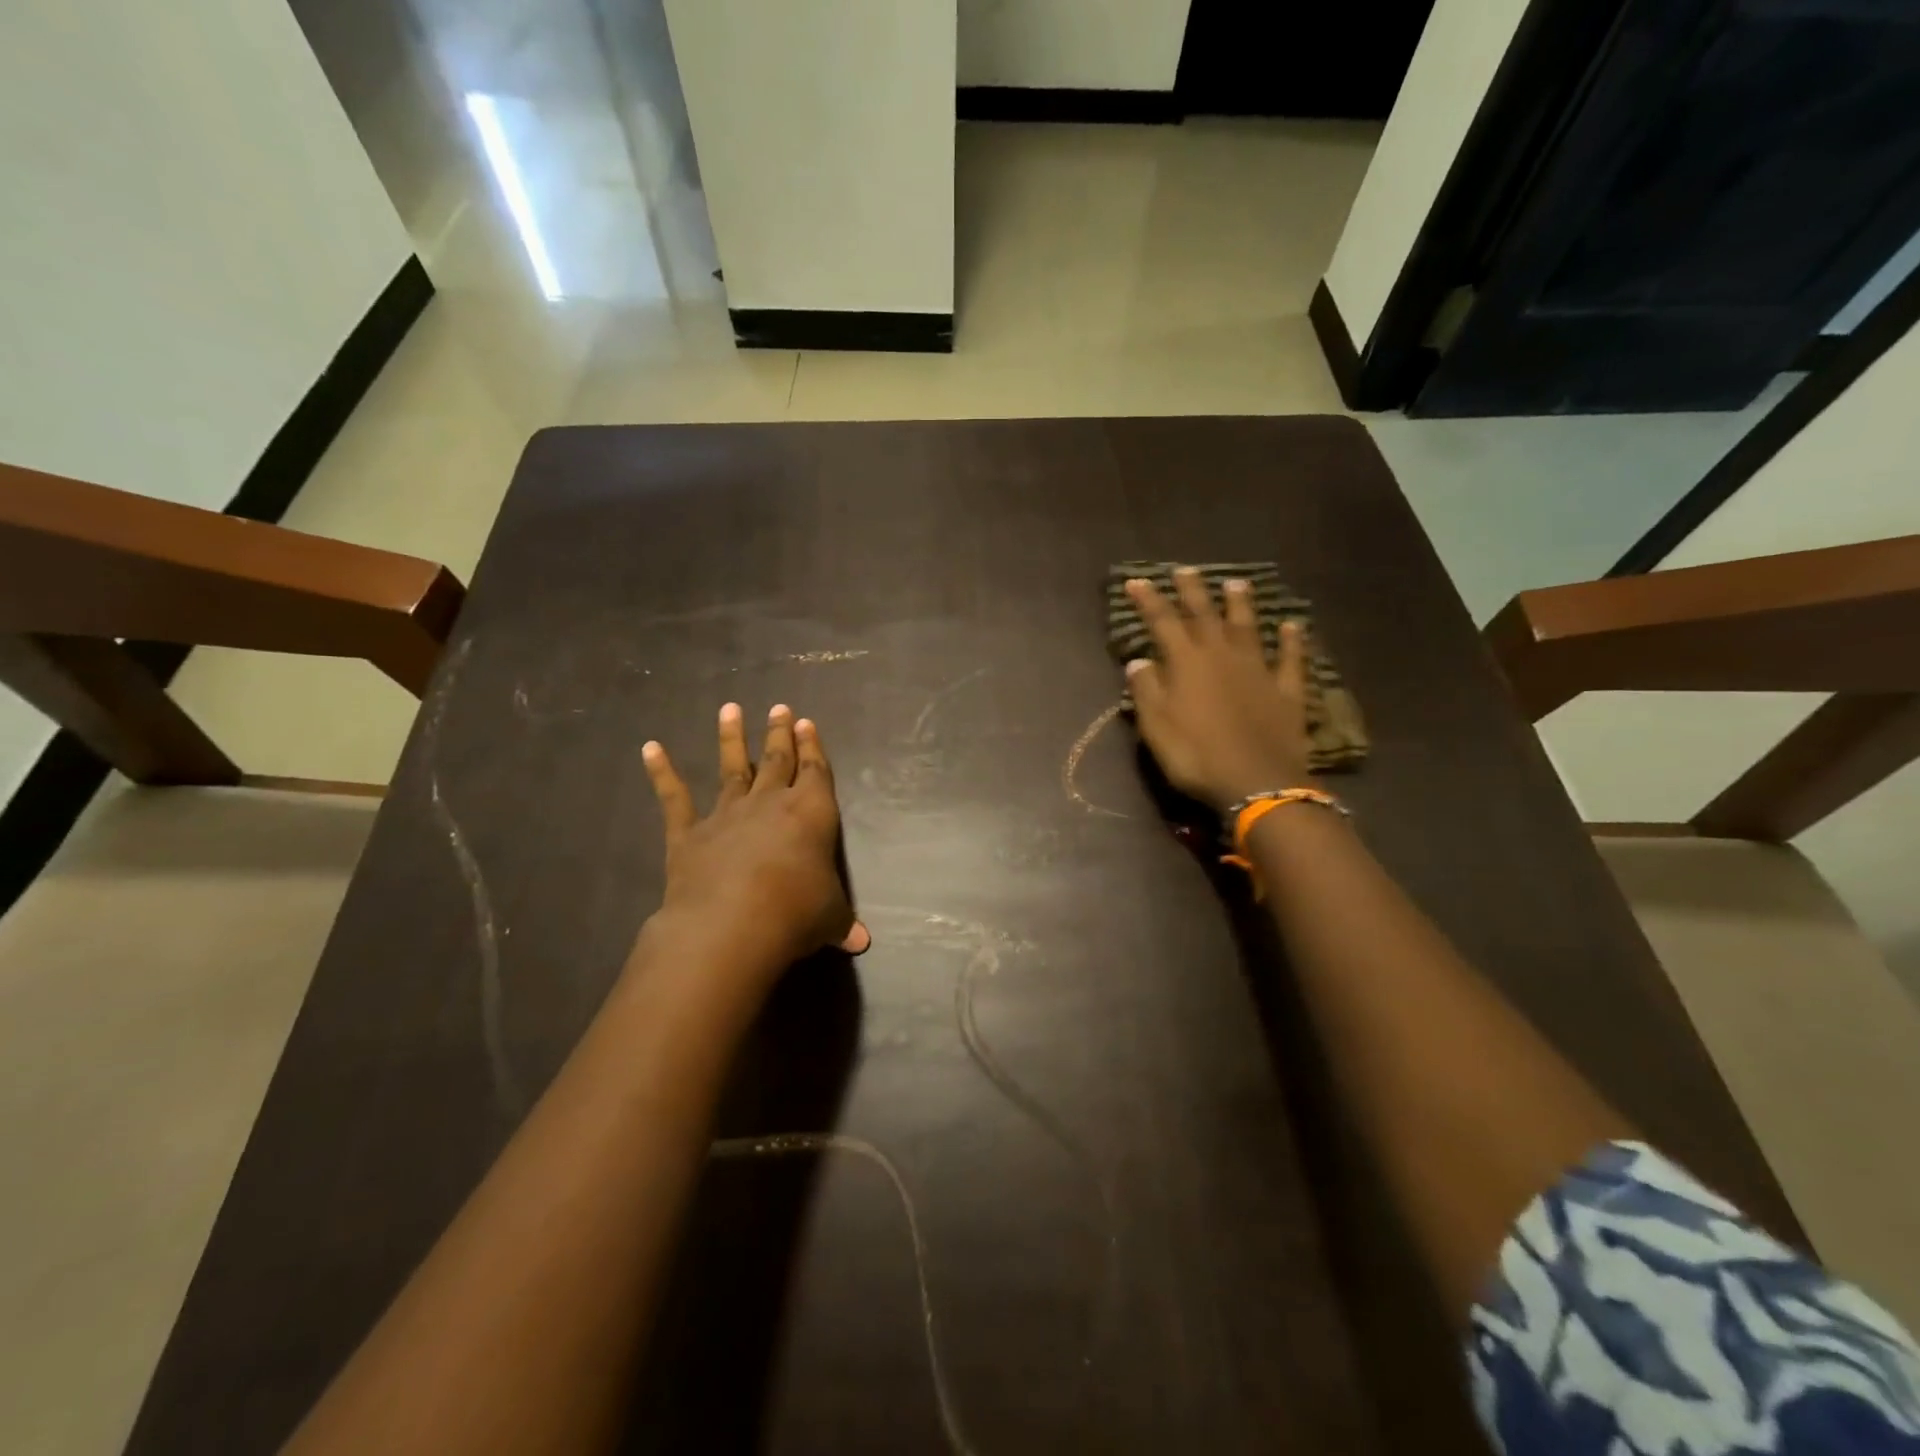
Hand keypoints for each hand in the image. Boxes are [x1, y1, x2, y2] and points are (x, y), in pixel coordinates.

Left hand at [640, 704, 869, 1007]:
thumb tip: (861, 942)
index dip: (813, 748)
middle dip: (779, 734)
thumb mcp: (830, 918)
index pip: (815, 772)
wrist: (733, 924)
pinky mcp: (689, 834)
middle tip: (780, 708)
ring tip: (729, 709)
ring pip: (731, 768)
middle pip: (777, 760)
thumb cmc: (796, 913)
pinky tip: (650, 748)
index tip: (807, 723)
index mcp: (811, 813)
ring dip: (731, 739)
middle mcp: (770, 804)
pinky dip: (662, 773)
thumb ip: (842, 922)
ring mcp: (727, 815)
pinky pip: (674, 799)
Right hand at [1124, 567, 1313, 811]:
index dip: (1149, 601)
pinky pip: (1290, 659)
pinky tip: (1292, 626)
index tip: (1137, 581)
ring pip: (1248, 628)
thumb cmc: (1196, 756)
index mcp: (1187, 664)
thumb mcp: (1156, 727)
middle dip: (1192, 591)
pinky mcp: (1287, 691)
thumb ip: (1146, 690)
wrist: (1257, 782)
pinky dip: (1292, 641)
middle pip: (1205, 615)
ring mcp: (1259, 671)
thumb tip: (1138, 660)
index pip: (1163, 622)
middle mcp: (1223, 656)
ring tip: (1236, 583)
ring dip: (1240, 605)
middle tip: (1185, 570)